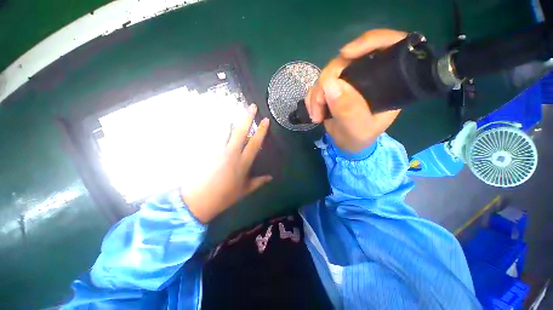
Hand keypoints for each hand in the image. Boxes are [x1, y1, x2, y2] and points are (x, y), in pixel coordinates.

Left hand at [182, 104, 271, 222]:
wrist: (199, 200)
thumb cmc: (225, 196)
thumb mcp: (245, 190)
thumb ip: (259, 182)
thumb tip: (270, 178)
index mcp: (243, 162)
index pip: (255, 143)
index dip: (261, 130)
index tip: (265, 120)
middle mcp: (232, 153)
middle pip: (241, 131)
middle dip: (248, 118)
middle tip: (252, 106)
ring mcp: (218, 151)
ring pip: (225, 131)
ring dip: (230, 120)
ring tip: (232, 112)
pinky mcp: (206, 152)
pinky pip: (213, 137)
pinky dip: (217, 131)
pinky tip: (218, 126)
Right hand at [305, 29, 406, 152]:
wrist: (345, 144)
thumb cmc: (359, 138)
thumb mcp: (358, 129)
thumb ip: (348, 110)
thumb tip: (330, 84)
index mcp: (387, 82)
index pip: (388, 46)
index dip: (369, 42)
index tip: (346, 54)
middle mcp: (367, 77)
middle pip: (346, 61)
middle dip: (328, 81)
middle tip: (320, 105)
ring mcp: (348, 82)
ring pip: (327, 74)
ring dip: (316, 94)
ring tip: (316, 116)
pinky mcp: (333, 88)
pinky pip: (318, 85)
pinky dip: (312, 98)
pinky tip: (313, 112)